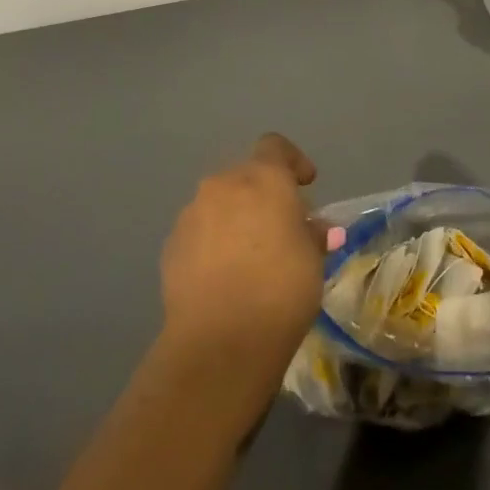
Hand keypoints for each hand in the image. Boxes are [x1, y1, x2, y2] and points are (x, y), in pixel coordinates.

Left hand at [159, 134, 323, 375]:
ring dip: (236, 218)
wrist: (219, 342)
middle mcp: (223, 185)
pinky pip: (200, 232)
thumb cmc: (281, 289)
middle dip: (264, 195)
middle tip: (282, 226)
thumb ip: (313, 235)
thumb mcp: (313, 260)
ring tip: (251, 255)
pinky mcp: (171, 246)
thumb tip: (318, 229)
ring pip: (219, 204)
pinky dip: (214, 242)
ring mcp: (191, 215)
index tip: (306, 184)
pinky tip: (226, 276)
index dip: (293, 161)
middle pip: (245, 175)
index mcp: (263, 178)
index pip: (276, 146)